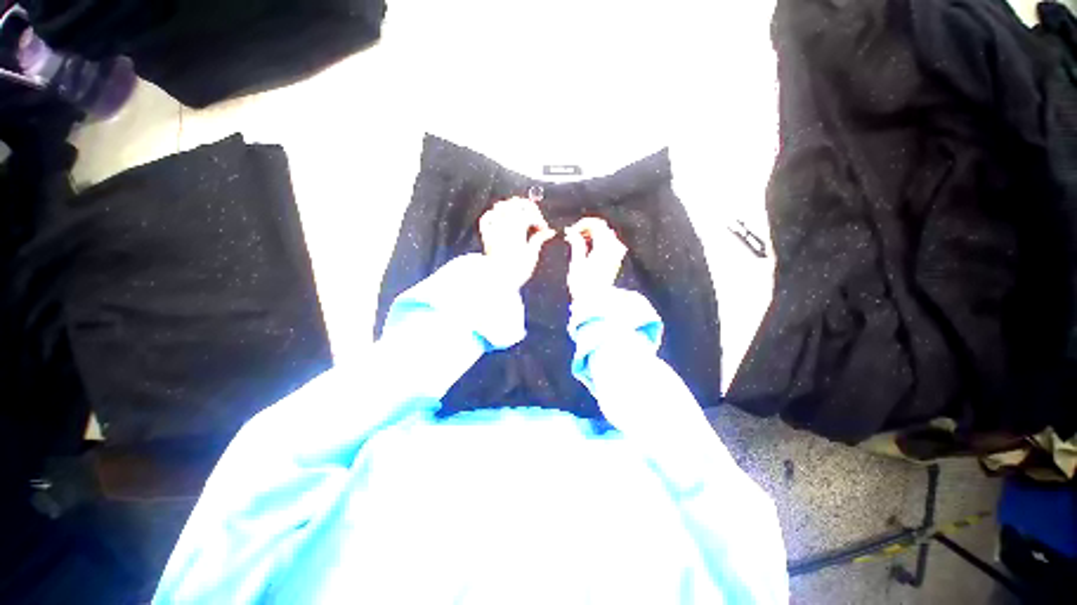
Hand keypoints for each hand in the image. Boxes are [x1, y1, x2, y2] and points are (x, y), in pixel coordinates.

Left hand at [479, 197, 556, 288]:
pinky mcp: (487, 236)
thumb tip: (549, 232)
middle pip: (515, 204)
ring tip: (519, 216)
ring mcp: (493, 228)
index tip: (543, 229)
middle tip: (534, 218)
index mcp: (516, 228)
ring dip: (511, 207)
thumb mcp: (531, 254)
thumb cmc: (515, 270)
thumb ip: (539, 239)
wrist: (498, 280)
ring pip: (500, 206)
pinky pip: (487, 218)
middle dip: (527, 208)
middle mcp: (503, 224)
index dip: (539, 220)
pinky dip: (494, 215)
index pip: (530, 214)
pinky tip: (501, 219)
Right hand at [565, 217, 626, 299]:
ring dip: (593, 235)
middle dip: (587, 228)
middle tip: (573, 236)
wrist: (596, 302)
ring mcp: (616, 255)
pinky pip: (610, 244)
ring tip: (579, 243)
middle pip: (602, 228)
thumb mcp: (576, 263)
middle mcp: (613, 249)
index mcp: (603, 247)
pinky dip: (599, 242)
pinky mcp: (616, 261)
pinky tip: (589, 250)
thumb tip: (571, 231)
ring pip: (607, 235)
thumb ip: (576, 244)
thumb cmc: (584, 286)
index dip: (582, 224)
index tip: (570, 231)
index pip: (596, 224)